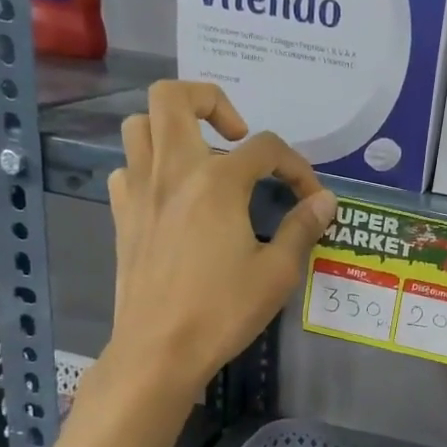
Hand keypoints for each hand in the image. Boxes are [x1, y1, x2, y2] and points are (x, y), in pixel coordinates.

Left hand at [103, 81, 336, 399]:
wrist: (159, 350)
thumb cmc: (223, 311)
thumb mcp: (276, 272)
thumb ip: (301, 228)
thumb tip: (325, 201)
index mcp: (216, 182)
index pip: (266, 148)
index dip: (296, 166)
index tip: (310, 197)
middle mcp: (173, 171)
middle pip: (173, 97)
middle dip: (210, 100)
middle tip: (236, 135)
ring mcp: (139, 191)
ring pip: (139, 125)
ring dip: (172, 129)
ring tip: (202, 159)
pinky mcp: (122, 216)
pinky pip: (127, 169)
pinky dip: (149, 168)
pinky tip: (172, 197)